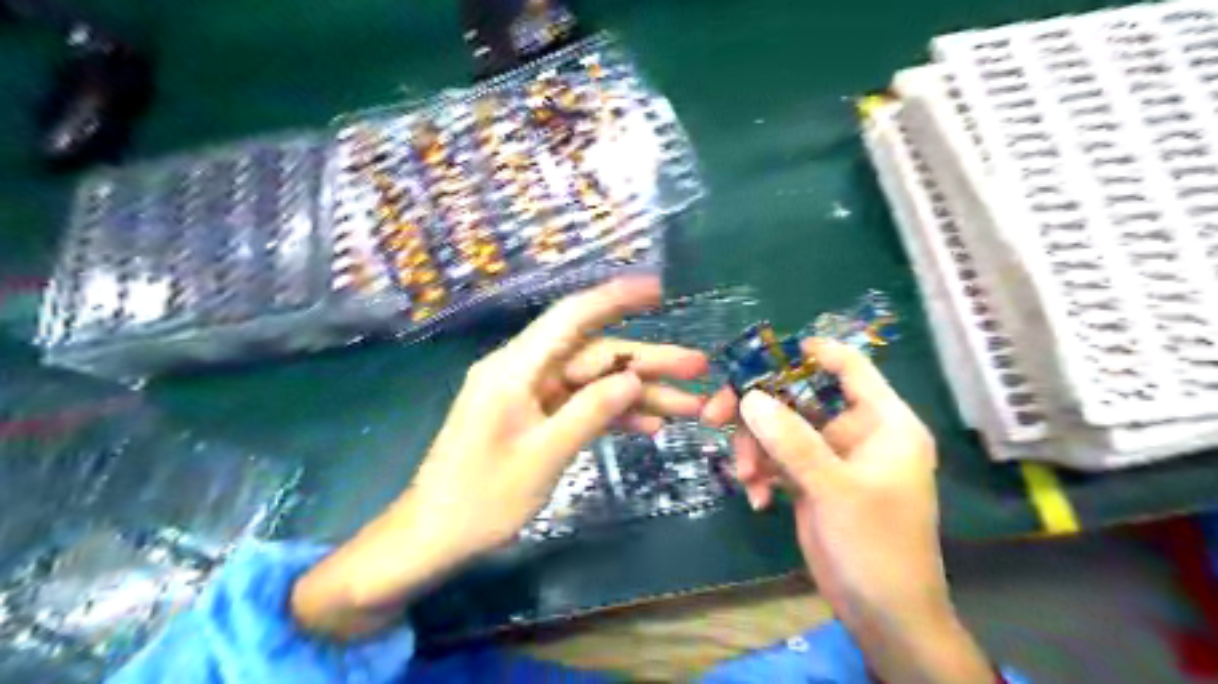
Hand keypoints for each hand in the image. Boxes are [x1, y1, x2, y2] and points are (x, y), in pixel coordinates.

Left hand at [294, 274, 711, 637]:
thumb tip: (634, 379)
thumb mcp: (543, 456)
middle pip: (594, 355)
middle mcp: (524, 372)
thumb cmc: (482, 499)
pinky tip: (650, 425)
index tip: (658, 289)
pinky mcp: (535, 418)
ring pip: (594, 382)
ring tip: (690, 405)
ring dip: (638, 393)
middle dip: (647, 361)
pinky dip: (613, 414)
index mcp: (516, 368)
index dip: (616, 298)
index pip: (572, 317)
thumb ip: (590, 412)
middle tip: (698, 368)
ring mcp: (531, 396)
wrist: (433, 537)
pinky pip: (581, 406)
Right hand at [700, 340, 992, 683]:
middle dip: (757, 408)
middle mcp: (856, 432)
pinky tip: (756, 498)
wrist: (883, 616)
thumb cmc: (877, 548)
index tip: (762, 352)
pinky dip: (761, 473)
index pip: (850, 368)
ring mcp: (830, 457)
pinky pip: (776, 460)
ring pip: (780, 429)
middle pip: (799, 397)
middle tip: (714, 416)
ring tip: (745, 477)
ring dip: (755, 448)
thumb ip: (793, 441)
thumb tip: (749, 397)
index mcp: (883, 423)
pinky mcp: (811, 481)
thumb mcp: (835, 490)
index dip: (811, 352)